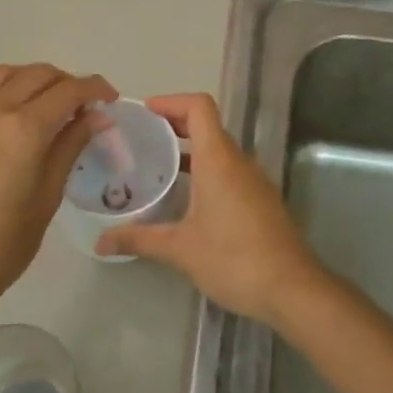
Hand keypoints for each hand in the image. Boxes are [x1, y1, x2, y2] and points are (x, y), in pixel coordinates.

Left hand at [0, 64, 115, 306]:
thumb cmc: (6, 241)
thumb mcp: (49, 194)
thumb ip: (72, 145)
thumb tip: (99, 116)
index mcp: (25, 128)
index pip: (69, 91)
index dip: (95, 89)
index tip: (112, 99)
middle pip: (39, 74)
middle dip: (68, 83)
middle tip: (86, 108)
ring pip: (9, 73)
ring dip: (36, 79)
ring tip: (52, 103)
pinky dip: (5, 85)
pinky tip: (14, 107)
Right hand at [96, 93, 326, 325]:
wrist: (293, 290)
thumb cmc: (234, 259)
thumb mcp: (181, 249)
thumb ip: (139, 239)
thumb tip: (100, 243)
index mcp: (219, 160)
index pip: (199, 107)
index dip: (172, 102)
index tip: (145, 112)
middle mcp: (239, 162)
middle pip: (208, 126)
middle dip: (175, 125)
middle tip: (142, 139)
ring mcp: (254, 181)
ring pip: (219, 151)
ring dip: (190, 151)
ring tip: (157, 168)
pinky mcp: (261, 201)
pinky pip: (230, 172)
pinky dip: (205, 172)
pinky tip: (186, 199)